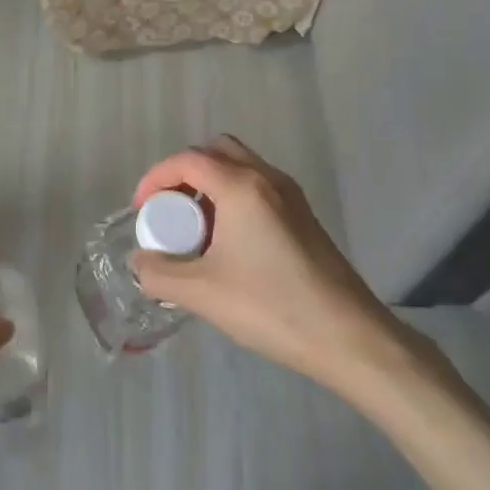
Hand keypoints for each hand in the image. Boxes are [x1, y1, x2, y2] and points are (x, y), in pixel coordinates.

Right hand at [130, 137, 414, 392]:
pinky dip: (233, 198)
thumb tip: (140, 261)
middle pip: (215, 152)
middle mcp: (267, 178)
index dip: (155, 178)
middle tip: (170, 211)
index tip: (141, 210)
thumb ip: (160, 274)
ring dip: (210, 185)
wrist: (349, 337)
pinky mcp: (304, 216)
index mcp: (241, 186)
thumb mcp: (203, 293)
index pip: (187, 160)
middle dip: (184, 174)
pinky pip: (257, 187)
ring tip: (196, 229)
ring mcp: (291, 195)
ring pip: (240, 167)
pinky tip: (228, 243)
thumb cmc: (272, 307)